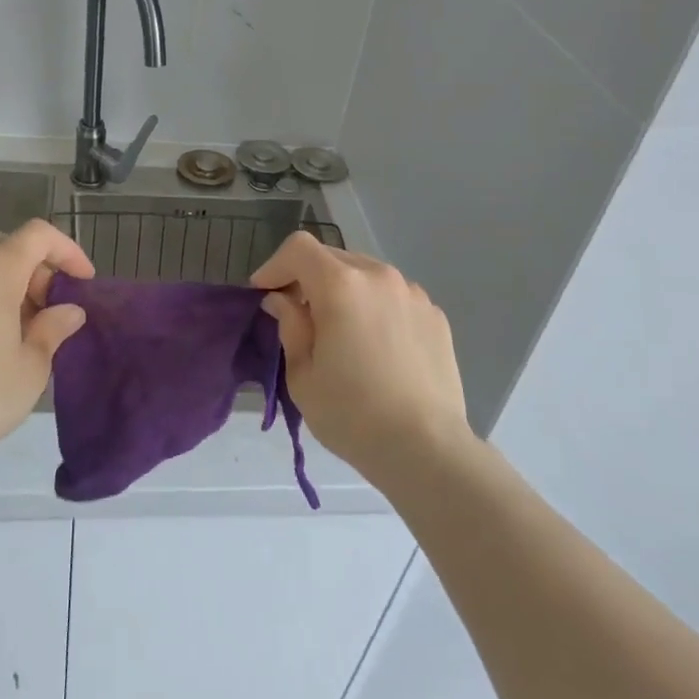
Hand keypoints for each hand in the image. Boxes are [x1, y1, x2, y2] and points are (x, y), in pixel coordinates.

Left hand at [0, 219, 93, 478]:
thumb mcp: (31, 366)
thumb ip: (53, 328)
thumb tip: (68, 311)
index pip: (38, 235)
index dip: (67, 251)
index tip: (82, 282)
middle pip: (6, 246)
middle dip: (36, 268)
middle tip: (50, 308)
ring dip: (6, 282)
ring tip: (19, 327)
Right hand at [252, 232, 471, 482]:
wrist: (426, 449)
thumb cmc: (352, 414)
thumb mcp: (303, 374)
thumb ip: (290, 325)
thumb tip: (283, 300)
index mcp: (341, 285)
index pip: (299, 248)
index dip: (275, 266)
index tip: (264, 294)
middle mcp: (379, 276)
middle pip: (333, 258)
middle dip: (308, 279)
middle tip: (297, 315)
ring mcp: (413, 294)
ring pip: (366, 275)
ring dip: (344, 291)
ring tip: (340, 331)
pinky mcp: (435, 315)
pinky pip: (394, 297)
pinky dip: (375, 307)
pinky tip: (375, 346)